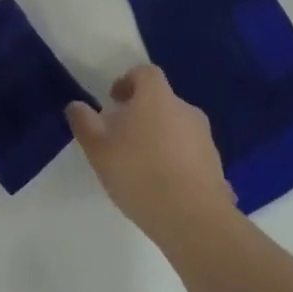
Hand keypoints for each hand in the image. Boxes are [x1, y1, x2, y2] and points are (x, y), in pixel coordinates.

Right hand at [67, 65, 234, 248]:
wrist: (193, 218)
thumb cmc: (139, 173)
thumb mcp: (98, 149)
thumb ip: (84, 123)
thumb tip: (76, 105)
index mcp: (157, 97)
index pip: (145, 73)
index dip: (128, 82)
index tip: (114, 101)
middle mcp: (185, 109)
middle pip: (162, 101)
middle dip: (143, 113)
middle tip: (123, 137)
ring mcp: (205, 138)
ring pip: (177, 128)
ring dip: (161, 138)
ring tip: (143, 166)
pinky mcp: (216, 165)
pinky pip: (191, 154)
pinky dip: (177, 161)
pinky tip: (164, 187)